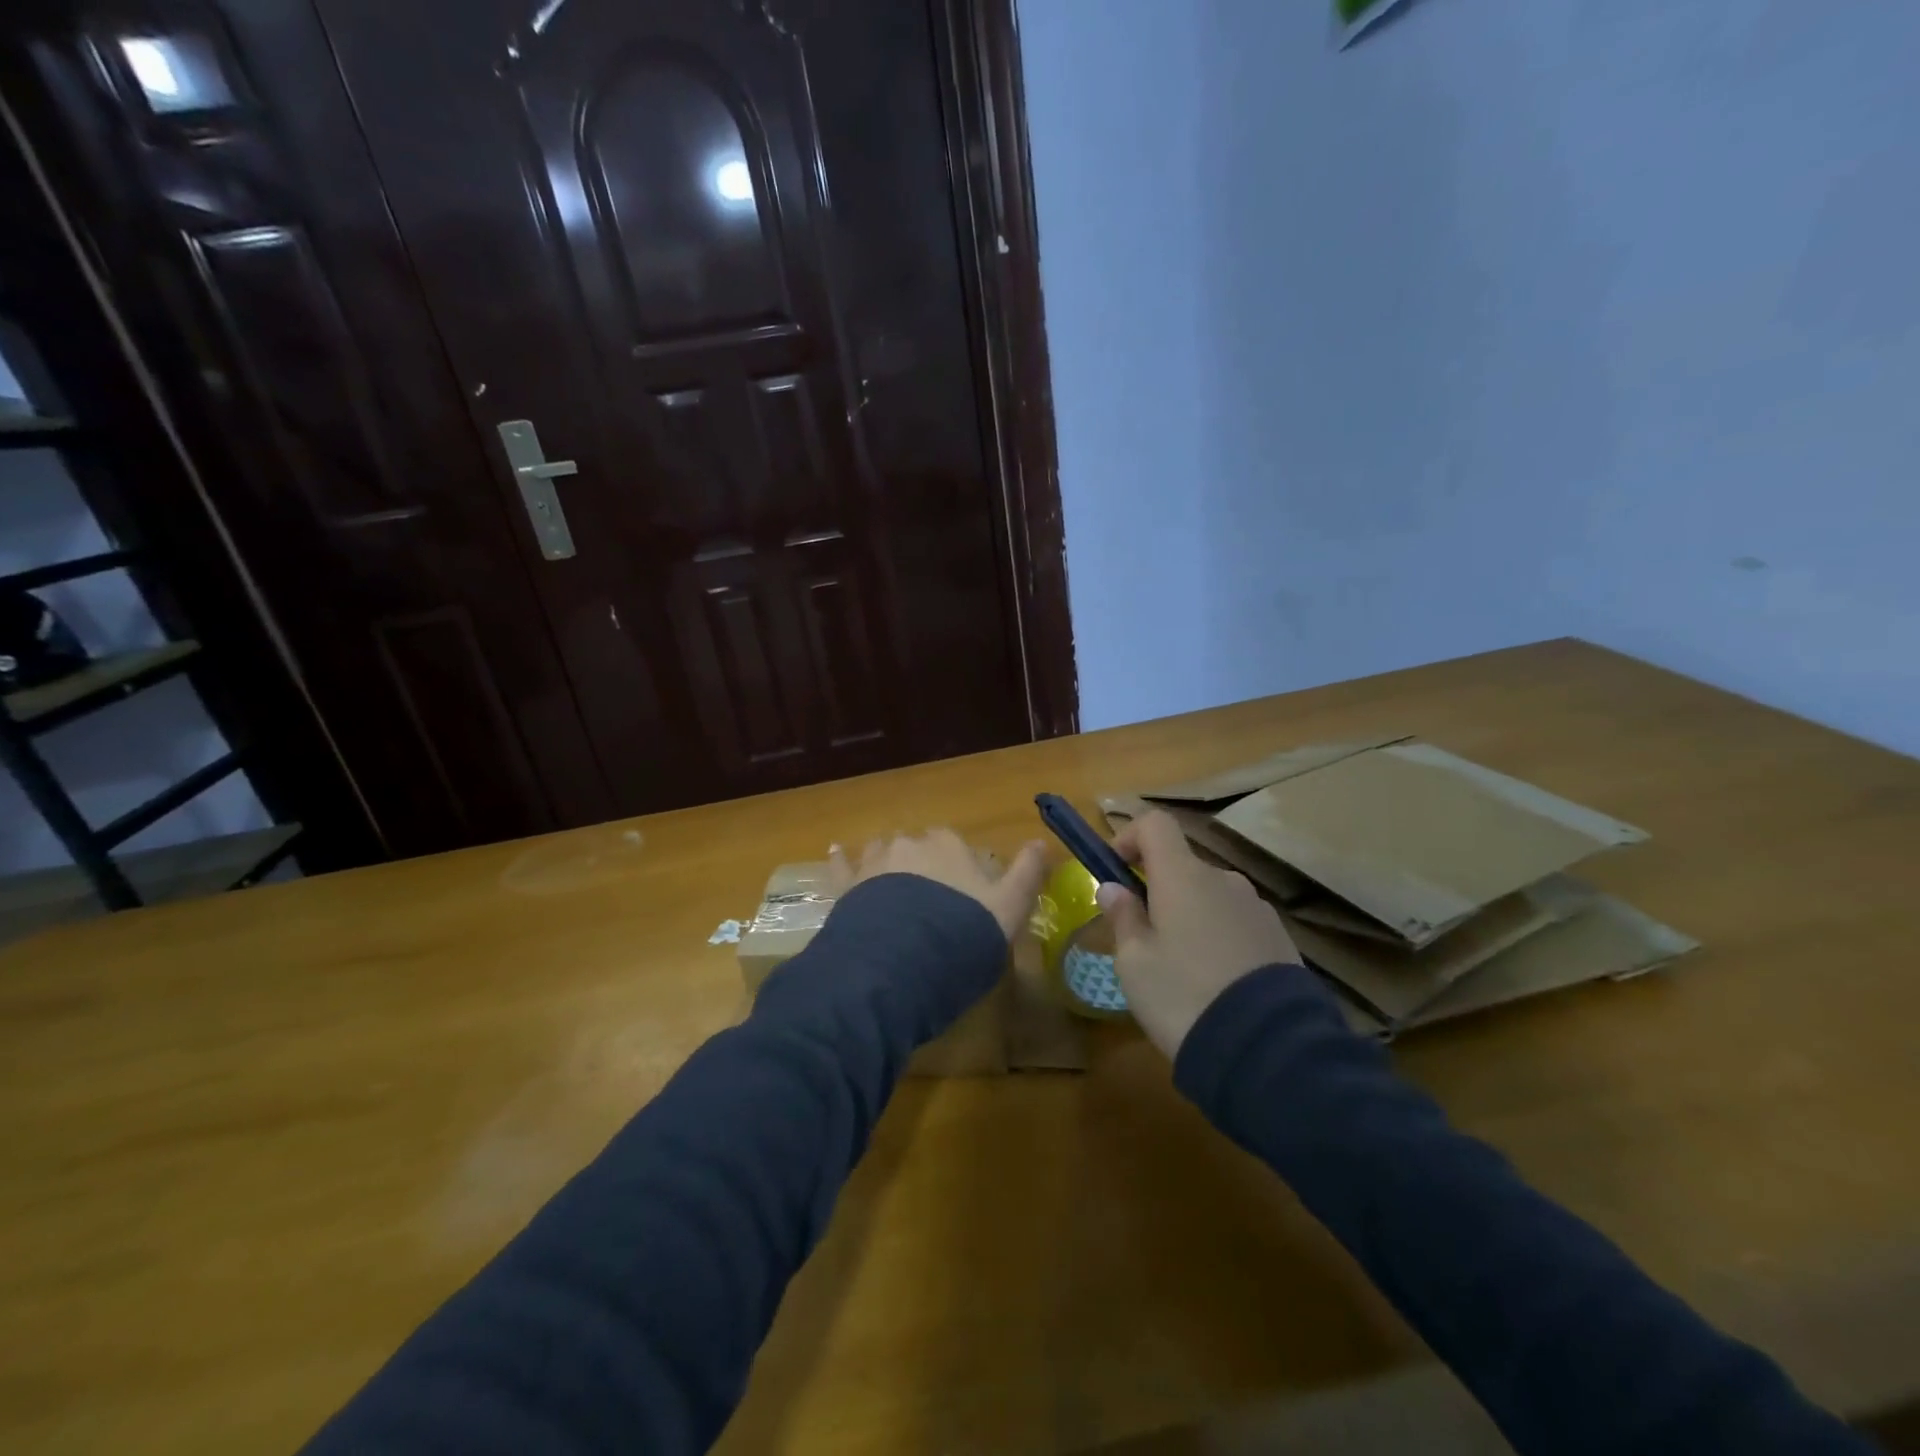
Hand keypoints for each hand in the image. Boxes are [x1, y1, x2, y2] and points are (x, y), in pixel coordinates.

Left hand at [829, 828, 1049, 941]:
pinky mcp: (847, 886)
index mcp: (950, 845)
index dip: (961, 868)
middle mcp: (911, 844)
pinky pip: (843, 865)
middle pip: (919, 846)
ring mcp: (875, 862)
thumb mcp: (1010, 909)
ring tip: (893, 886)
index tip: (965, 895)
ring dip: (889, 861)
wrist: (901, 964)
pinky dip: (842, 859)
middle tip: (930, 899)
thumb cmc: (963, 934)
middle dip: (924, 863)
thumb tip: (1041, 842)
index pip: (957, 844)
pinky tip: (836, 851)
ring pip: (884, 850)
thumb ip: (1026, 874)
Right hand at [1096, 810, 1301, 1058]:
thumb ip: (1123, 917)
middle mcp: (1224, 880)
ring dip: (1190, 916)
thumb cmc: (1183, 996)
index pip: (1155, 824)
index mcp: (1183, 876)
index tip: (1115, 871)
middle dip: (1157, 889)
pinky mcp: (1280, 939)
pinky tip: (1216, 983)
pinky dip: (1219, 938)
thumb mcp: (1134, 962)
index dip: (1129, 837)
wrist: (1268, 1050)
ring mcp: (1257, 909)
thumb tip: (1114, 888)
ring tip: (1180, 968)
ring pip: (1211, 897)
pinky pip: (1236, 924)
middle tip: (1142, 936)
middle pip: (1183, 865)